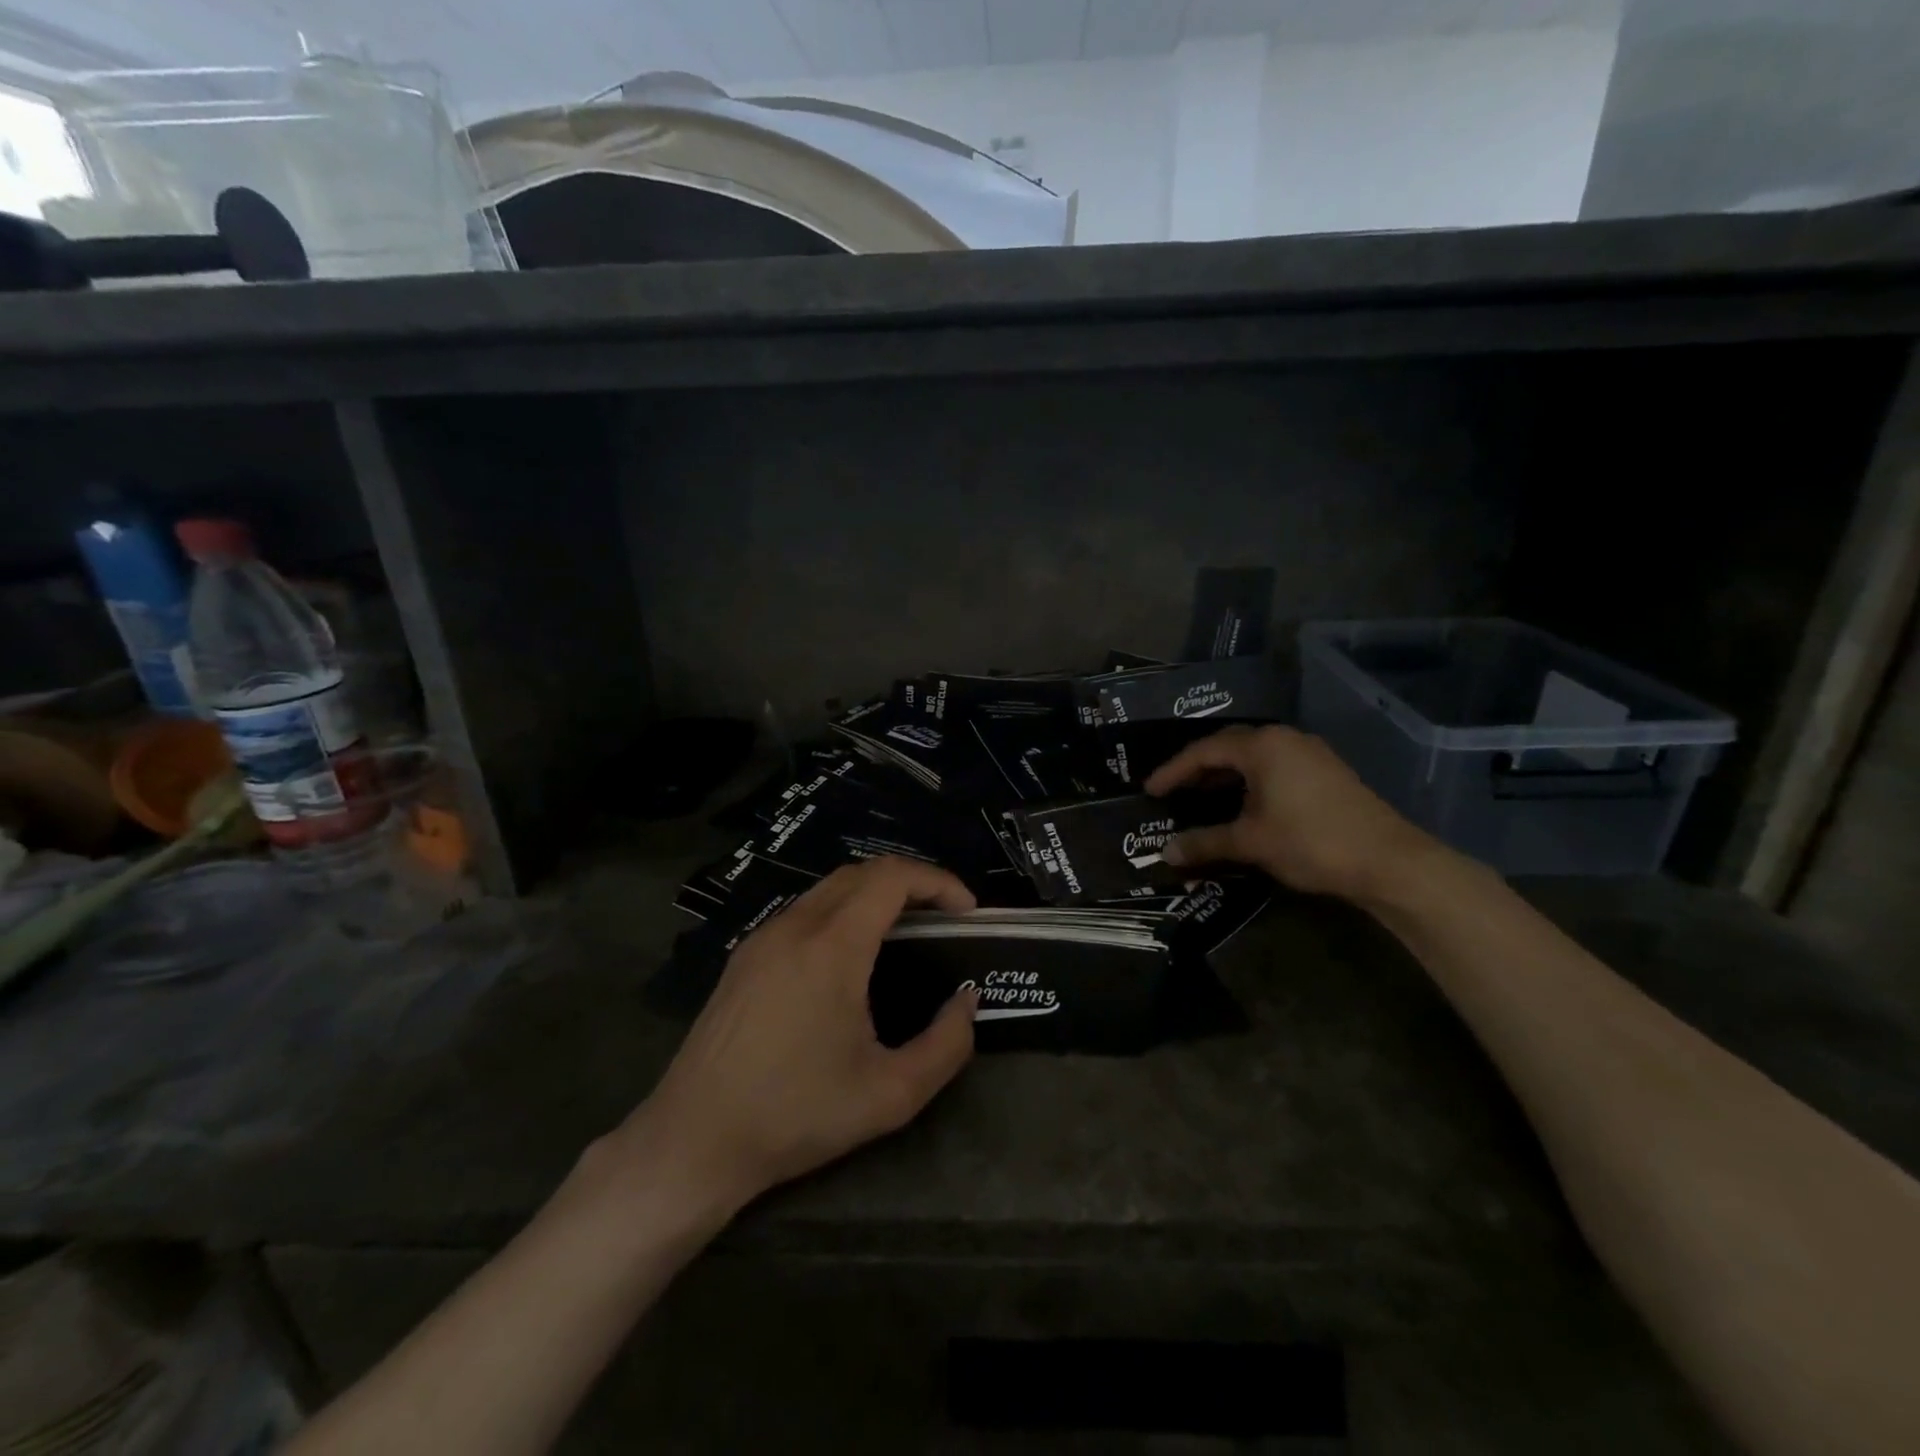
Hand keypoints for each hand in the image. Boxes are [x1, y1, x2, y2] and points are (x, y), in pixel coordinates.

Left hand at [624, 856, 979, 1214]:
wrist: (694, 1141)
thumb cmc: (796, 1115)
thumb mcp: (891, 1095)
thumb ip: (946, 1045)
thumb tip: (966, 999)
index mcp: (833, 946)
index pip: (892, 877)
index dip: (938, 882)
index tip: (966, 912)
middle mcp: (796, 925)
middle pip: (862, 872)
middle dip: (911, 882)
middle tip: (943, 918)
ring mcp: (764, 936)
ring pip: (830, 887)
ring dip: (874, 893)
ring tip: (906, 931)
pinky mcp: (745, 954)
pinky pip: (804, 909)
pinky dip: (842, 910)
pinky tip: (851, 955)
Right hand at [1144, 725, 1436, 903]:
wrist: (1389, 861)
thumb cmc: (1311, 842)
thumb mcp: (1251, 842)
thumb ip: (1204, 843)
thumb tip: (1165, 853)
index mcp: (1262, 746)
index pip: (1204, 751)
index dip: (1173, 771)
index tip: (1149, 790)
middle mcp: (1285, 739)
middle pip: (1229, 747)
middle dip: (1197, 770)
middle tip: (1172, 792)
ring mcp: (1310, 754)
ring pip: (1254, 757)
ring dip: (1225, 776)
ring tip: (1201, 798)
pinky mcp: (1326, 772)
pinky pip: (1274, 767)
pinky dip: (1250, 782)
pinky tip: (1243, 805)